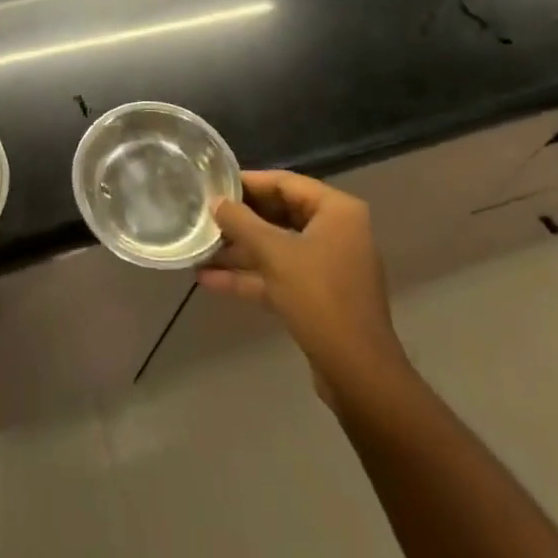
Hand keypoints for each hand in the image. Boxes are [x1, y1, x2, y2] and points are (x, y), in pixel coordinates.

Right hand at [200, 171, 407, 394]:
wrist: (358, 375)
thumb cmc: (320, 298)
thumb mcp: (274, 253)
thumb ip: (241, 222)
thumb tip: (215, 202)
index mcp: (337, 211)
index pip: (284, 183)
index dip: (246, 183)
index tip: (213, 185)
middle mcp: (336, 232)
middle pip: (279, 214)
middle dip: (240, 220)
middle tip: (203, 215)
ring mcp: (328, 265)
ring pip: (276, 247)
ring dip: (239, 251)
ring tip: (199, 248)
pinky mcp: (318, 296)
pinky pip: (279, 274)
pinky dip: (249, 276)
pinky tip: (209, 280)